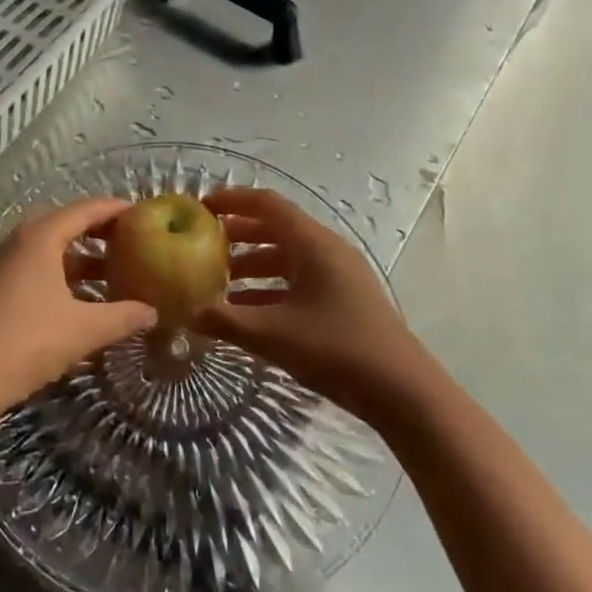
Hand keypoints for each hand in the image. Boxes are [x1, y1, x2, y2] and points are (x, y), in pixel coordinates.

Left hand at [0, 198, 156, 421]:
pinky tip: (84, 300)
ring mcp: (5, 265)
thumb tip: (153, 311)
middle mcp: (21, 241)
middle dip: (101, 232)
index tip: (145, 215)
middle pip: (68, 224)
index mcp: (40, 237)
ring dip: (83, 257)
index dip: (117, 209)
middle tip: (134, 242)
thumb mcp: (83, 330)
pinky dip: (64, 275)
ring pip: (52, 249)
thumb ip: (122, 317)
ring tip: (115, 272)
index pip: (86, 210)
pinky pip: (39, 268)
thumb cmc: (25, 343)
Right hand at [195, 187, 432, 423]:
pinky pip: (300, 279)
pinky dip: (272, 287)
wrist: (403, 391)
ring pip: (288, 256)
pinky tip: (249, 312)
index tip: (201, 207)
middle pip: (276, 228)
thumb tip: (187, 313)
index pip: (266, 204)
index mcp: (312, 243)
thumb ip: (226, 321)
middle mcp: (326, 249)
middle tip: (203, 246)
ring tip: (219, 283)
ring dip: (253, 264)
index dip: (232, 201)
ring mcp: (339, 274)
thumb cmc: (336, 350)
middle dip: (238, 235)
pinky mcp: (345, 298)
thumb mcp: (273, 335)